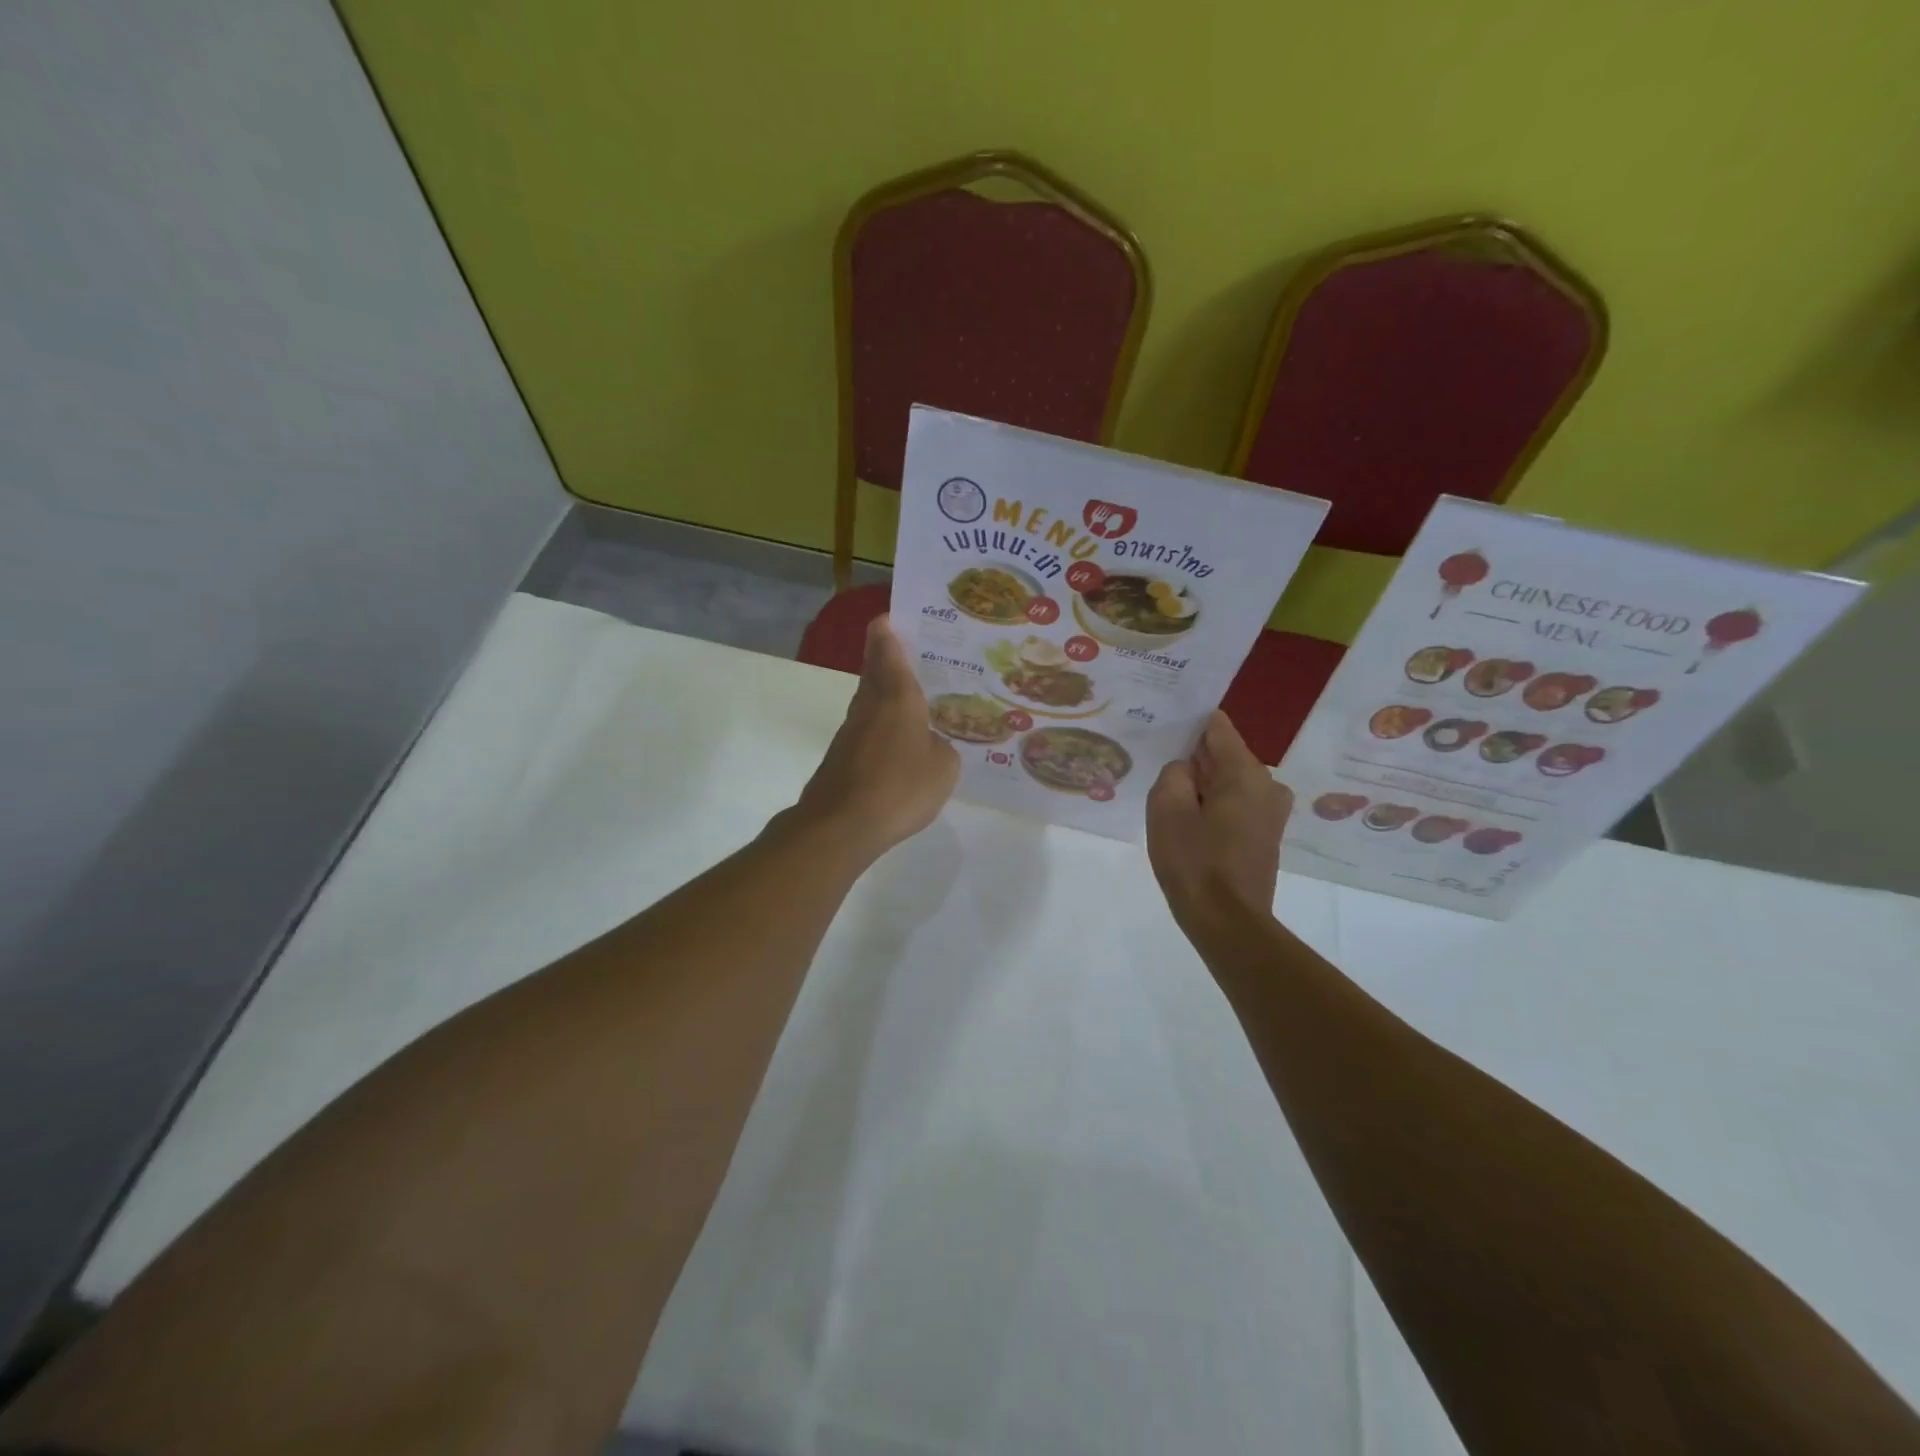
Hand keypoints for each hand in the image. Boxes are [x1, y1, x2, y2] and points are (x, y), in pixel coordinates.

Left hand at [792, 615, 958, 863]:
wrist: (841, 825)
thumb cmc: (900, 787)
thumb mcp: (944, 768)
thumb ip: (943, 748)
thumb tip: (930, 745)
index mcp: (897, 696)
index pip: (887, 649)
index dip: (888, 630)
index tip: (893, 616)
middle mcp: (870, 705)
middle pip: (875, 670)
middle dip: (889, 658)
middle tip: (916, 654)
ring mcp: (851, 731)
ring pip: (870, 700)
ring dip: (887, 693)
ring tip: (917, 699)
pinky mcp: (842, 757)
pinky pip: (868, 730)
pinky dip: (883, 727)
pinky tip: (901, 744)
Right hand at [1146, 711, 1292, 927]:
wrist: (1227, 922)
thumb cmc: (1194, 862)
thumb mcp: (1166, 809)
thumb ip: (1174, 773)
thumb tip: (1186, 769)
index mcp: (1245, 772)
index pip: (1217, 727)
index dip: (1190, 724)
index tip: (1164, 727)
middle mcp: (1267, 784)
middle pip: (1224, 755)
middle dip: (1194, 760)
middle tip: (1161, 771)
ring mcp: (1271, 812)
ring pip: (1229, 782)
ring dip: (1203, 787)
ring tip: (1171, 801)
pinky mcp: (1266, 835)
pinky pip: (1236, 805)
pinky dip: (1214, 807)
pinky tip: (1191, 825)